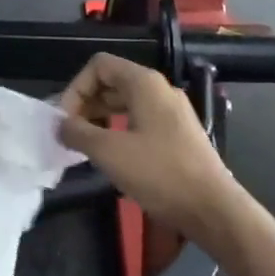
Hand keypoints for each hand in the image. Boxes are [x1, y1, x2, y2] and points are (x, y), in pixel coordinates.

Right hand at [58, 54, 239, 246]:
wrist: (214, 210)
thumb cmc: (160, 173)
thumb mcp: (110, 153)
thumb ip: (79, 133)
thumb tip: (60, 125)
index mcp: (144, 83)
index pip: (99, 66)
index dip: (76, 88)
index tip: (65, 120)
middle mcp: (160, 89)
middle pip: (113, 82)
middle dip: (86, 103)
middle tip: (70, 133)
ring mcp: (172, 112)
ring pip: (127, 102)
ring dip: (101, 117)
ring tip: (86, 144)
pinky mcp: (179, 134)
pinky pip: (141, 120)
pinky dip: (120, 129)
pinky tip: (113, 155)